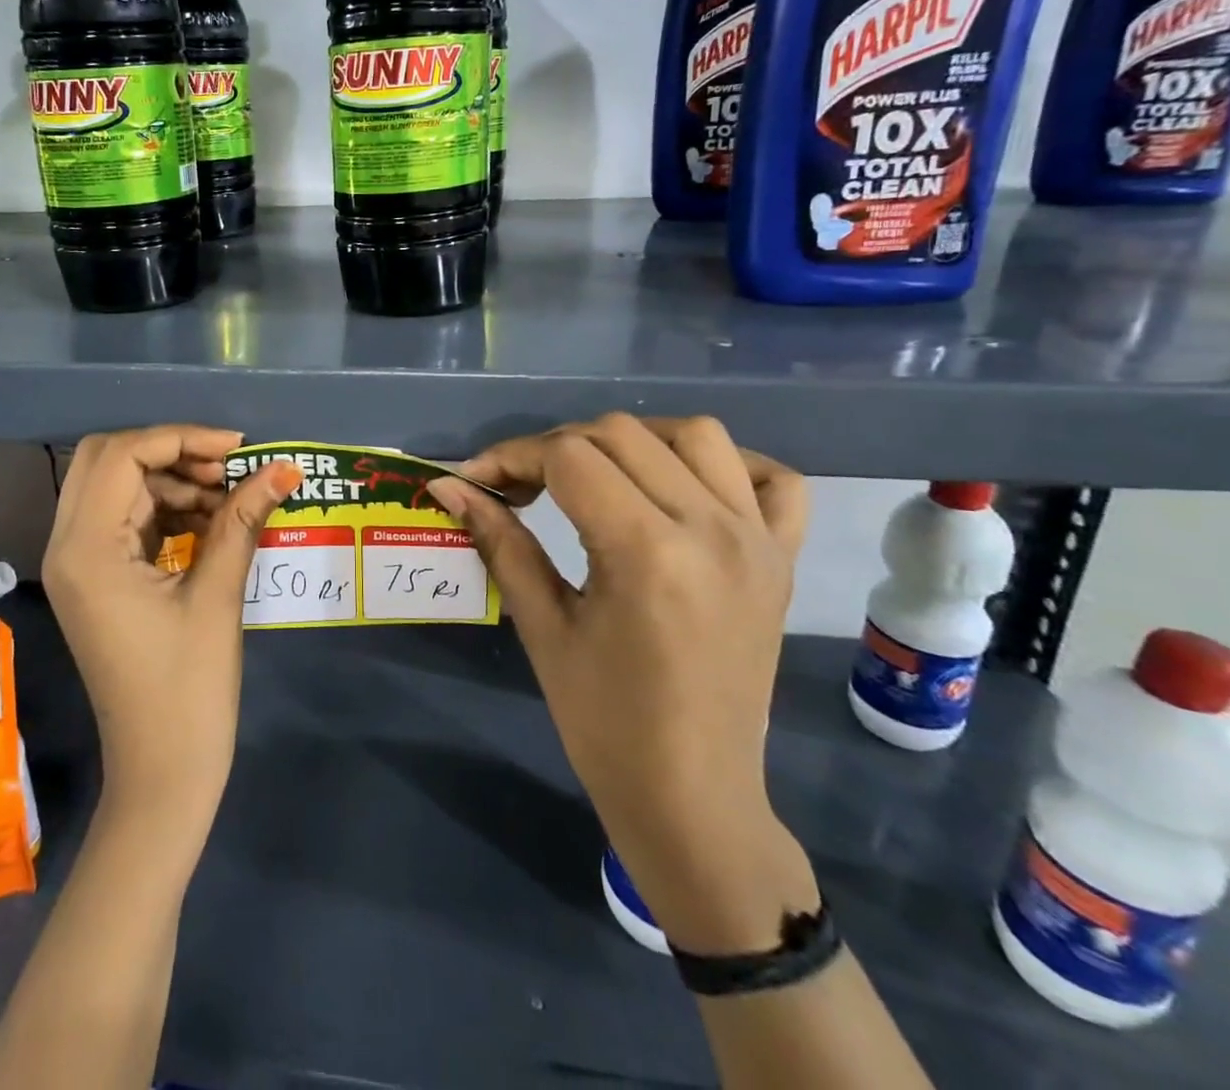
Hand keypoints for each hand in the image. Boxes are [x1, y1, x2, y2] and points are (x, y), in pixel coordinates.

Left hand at [43, 426, 300, 853]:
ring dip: (172, 481)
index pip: (123, 456)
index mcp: (87, 549)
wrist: (162, 774)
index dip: (182, 439)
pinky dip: (165, 508)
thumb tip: (285, 468)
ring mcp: (78, 564)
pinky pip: (125, 519)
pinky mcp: (96, 579)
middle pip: (108, 460)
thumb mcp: (218, 595)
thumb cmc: (189, 690)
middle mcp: (69, 546)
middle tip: (228, 469)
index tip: (239, 449)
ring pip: (116, 487)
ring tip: (230, 498)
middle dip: (171, 453)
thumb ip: (243, 520)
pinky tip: (211, 521)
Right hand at [428, 414, 811, 948]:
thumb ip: (498, 541)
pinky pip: (773, 480)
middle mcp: (712, 530)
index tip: (476, 480)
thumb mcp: (540, 626)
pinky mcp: (783, 558)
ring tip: (595, 477)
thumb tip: (447, 485)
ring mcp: (758, 540)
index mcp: (647, 553)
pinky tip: (683, 487)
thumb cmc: (602, 722)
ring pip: (695, 435)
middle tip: (521, 488)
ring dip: (632, 441)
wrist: (691, 796)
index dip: (511, 456)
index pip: (569, 456)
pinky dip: (728, 465)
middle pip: (621, 434)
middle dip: (555, 446)